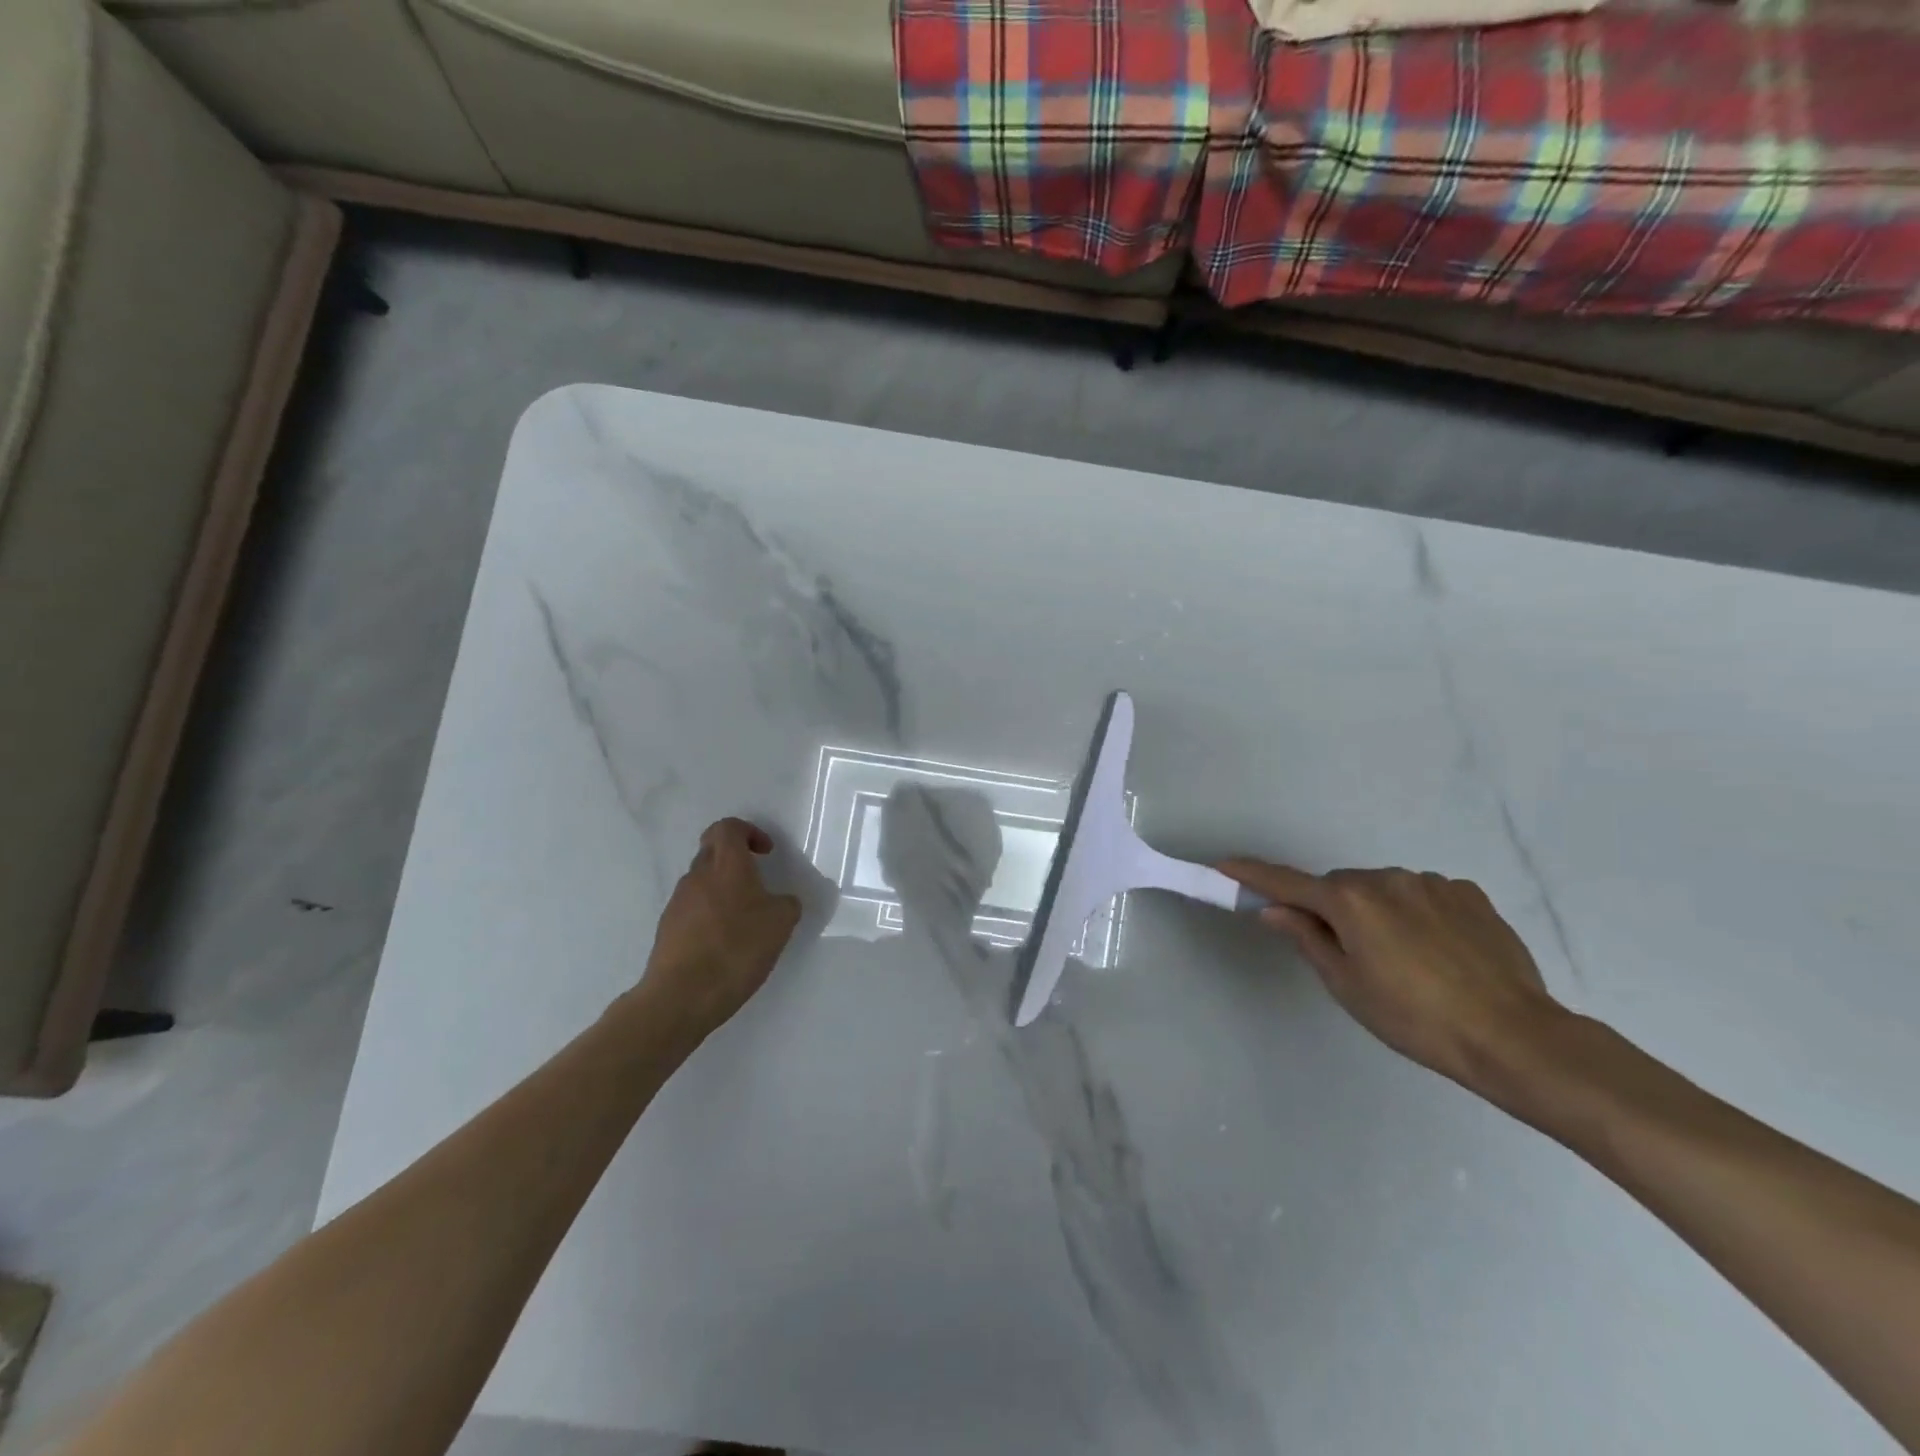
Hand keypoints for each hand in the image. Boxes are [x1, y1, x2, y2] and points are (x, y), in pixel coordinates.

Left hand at [638, 818, 801, 1040]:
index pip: (728, 827)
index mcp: (726, 865)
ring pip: (702, 881)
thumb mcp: (781, 923)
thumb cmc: (737, 948)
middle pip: (713, 851)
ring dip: (723, 889)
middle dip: (736, 860)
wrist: (682, 995)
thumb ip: (786, 903)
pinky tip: (725, 944)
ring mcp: (678, 902)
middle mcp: (698, 876)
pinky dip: (710, 915)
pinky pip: (693, 909)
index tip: (765, 853)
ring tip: (744, 920)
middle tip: (758, 883)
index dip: (748, 832)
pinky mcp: (667, 929)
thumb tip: (780, 901)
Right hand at [1219, 860, 1567, 1094]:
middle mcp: (1386, 878)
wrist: (1514, 1036)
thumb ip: (1307, 938)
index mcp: (1350, 901)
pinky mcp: (1468, 894)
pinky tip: (1438, 951)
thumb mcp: (1347, 985)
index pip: (1286, 883)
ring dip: (1377, 912)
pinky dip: (1415, 913)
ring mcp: (1431, 882)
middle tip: (1347, 954)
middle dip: (1332, 909)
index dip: (1252, 875)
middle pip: (1340, 887)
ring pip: (1383, 890)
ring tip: (1405, 961)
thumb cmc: (1415, 1019)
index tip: (1224, 865)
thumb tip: (1275, 910)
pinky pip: (1423, 895)